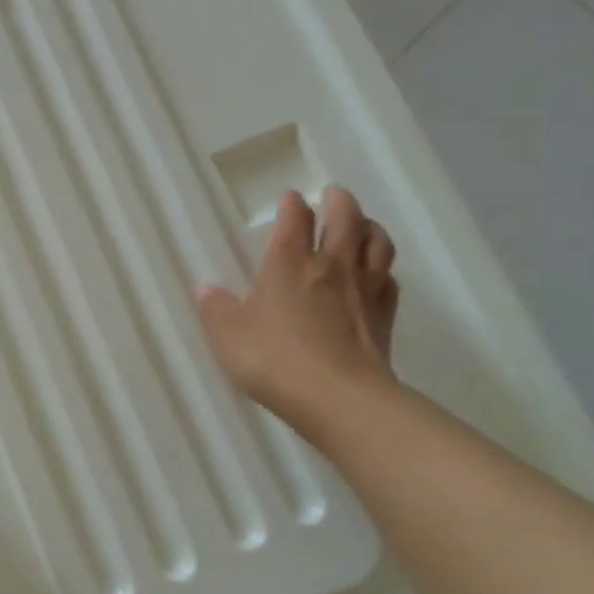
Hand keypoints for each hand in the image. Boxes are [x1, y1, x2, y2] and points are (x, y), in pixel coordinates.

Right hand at [196, 186, 400, 441]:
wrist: (339, 398)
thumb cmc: (274, 360)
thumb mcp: (228, 336)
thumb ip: (216, 309)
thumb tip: (204, 288)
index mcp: (289, 263)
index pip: (295, 219)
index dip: (292, 204)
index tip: (290, 197)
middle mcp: (330, 266)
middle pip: (346, 218)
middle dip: (339, 201)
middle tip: (334, 194)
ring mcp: (363, 290)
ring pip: (376, 243)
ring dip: (369, 227)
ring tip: (362, 225)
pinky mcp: (384, 317)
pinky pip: (389, 280)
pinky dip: (383, 269)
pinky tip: (377, 275)